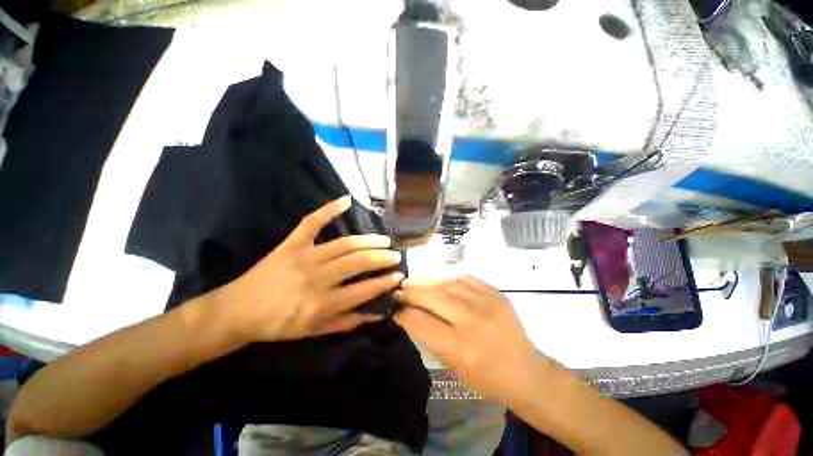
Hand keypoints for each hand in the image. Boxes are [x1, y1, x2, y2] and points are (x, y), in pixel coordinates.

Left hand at [213, 196, 403, 342]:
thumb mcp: (314, 332)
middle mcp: (316, 278)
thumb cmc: (278, 325)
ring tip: (385, 240)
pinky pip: (311, 222)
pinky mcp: (291, 244)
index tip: (399, 275)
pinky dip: (328, 209)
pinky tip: (346, 200)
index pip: (363, 290)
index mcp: (321, 304)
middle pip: (357, 263)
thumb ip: (348, 322)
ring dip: (368, 241)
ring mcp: (303, 257)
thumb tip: (378, 313)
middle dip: (382, 258)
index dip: (384, 282)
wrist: (237, 311)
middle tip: (396, 255)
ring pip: (344, 244)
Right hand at [394, 276, 545, 404]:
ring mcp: (486, 303)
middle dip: (410, 293)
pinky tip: (439, 282)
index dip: (403, 314)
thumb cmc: (487, 378)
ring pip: (446, 284)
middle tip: (399, 291)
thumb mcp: (453, 365)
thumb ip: (429, 337)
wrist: (527, 371)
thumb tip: (409, 314)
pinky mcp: (495, 293)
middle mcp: (472, 320)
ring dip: (426, 282)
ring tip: (413, 283)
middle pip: (431, 297)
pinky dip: (447, 279)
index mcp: (460, 348)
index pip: (420, 322)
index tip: (395, 309)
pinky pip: (464, 278)